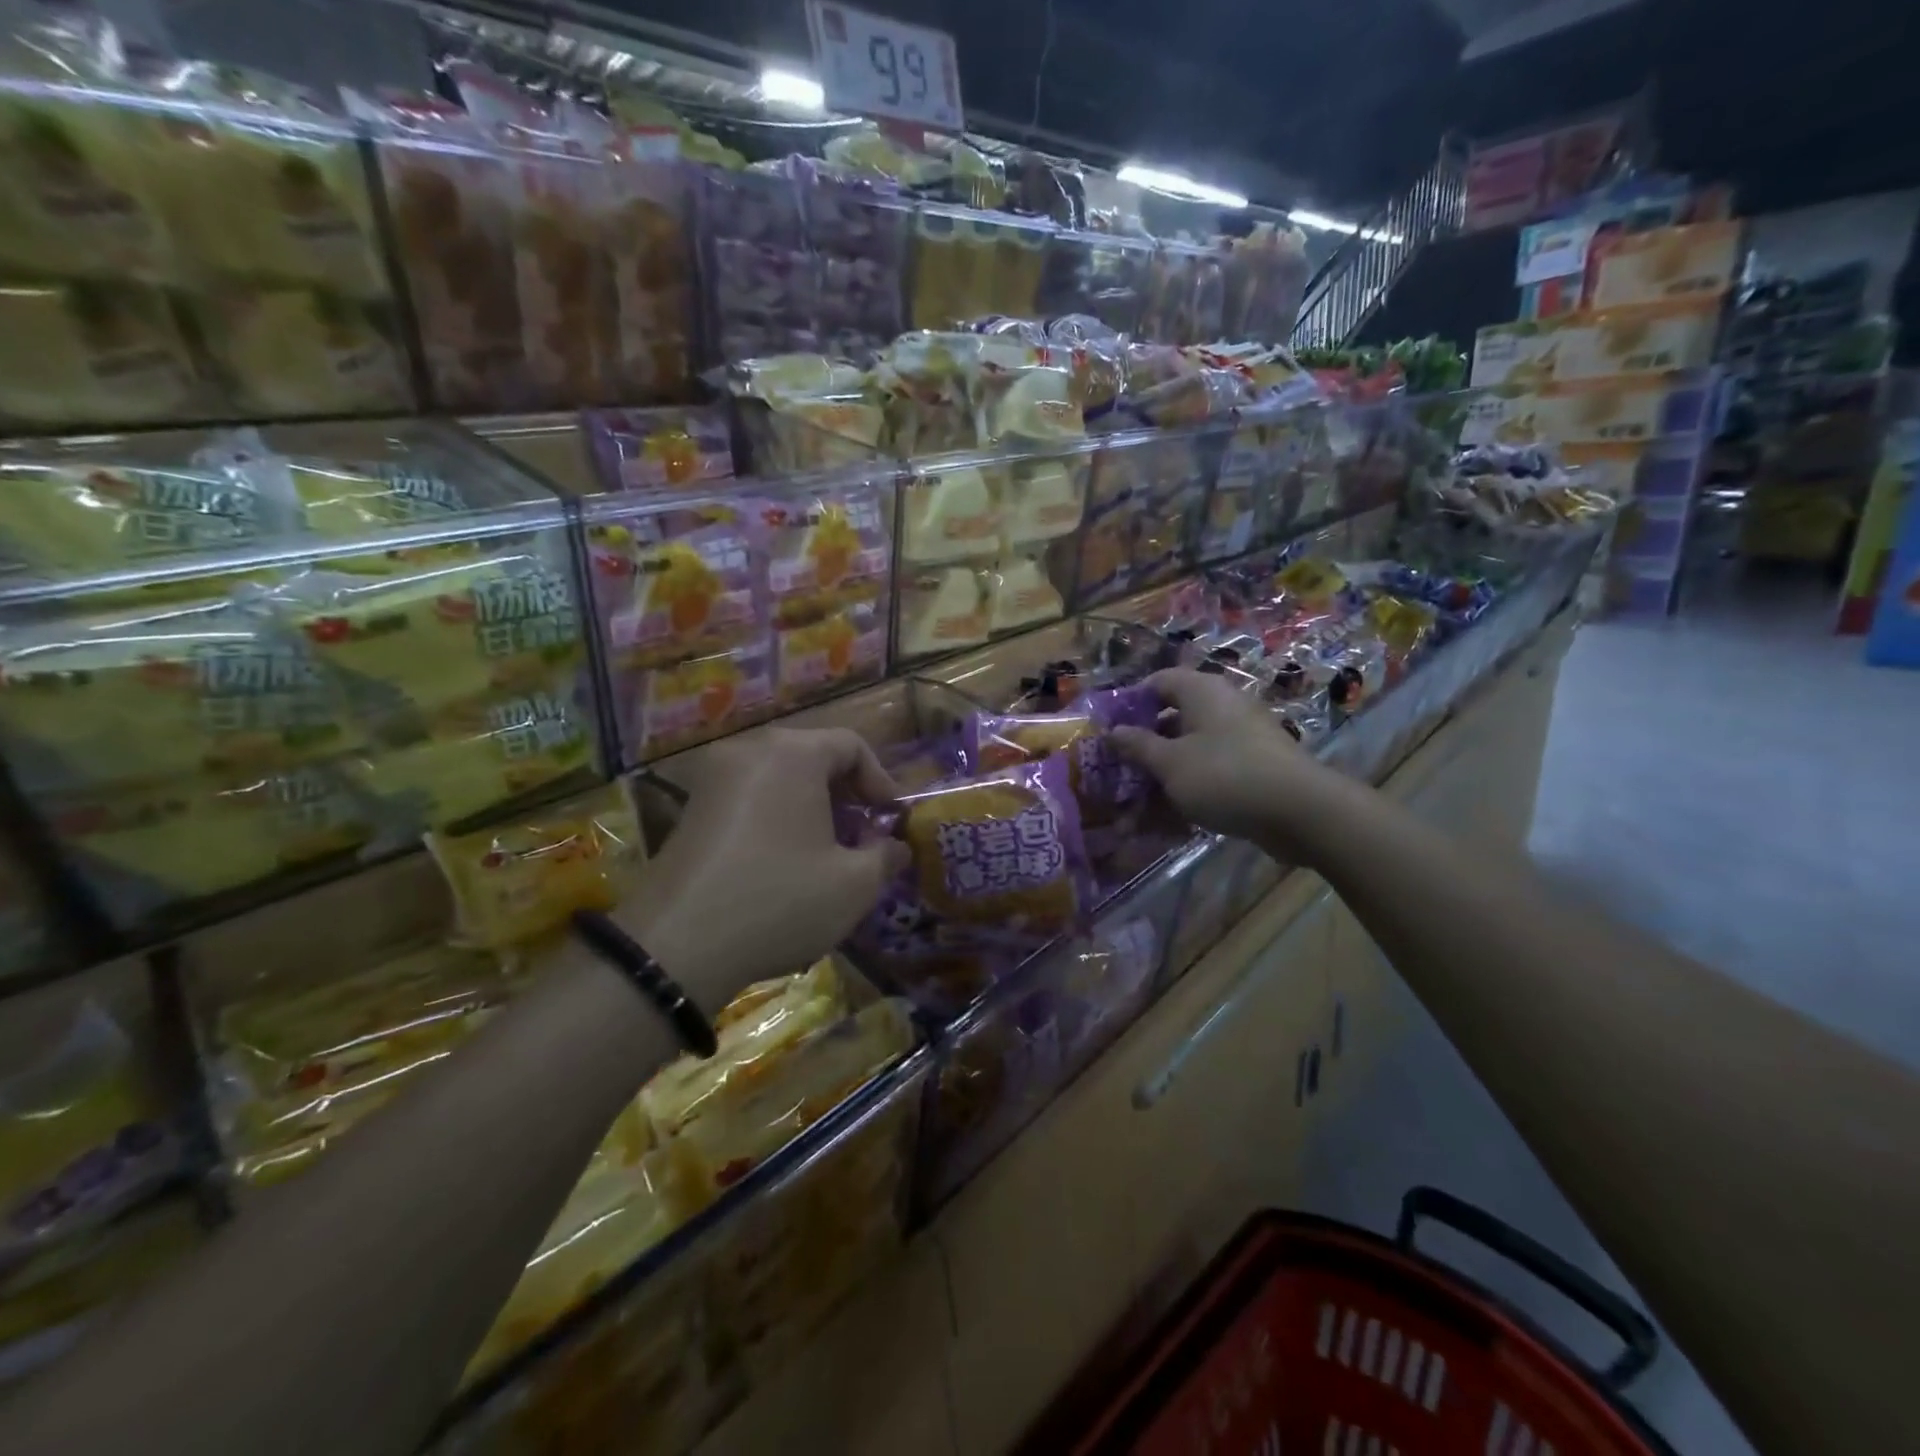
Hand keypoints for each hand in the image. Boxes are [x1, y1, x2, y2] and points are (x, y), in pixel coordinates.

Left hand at [620, 728, 908, 1010]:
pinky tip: (783, 863)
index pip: (851, 745)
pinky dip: (777, 817)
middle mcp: (749, 751)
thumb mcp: (854, 885)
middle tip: (862, 837)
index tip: (890, 821)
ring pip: (780, 778)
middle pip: (813, 757)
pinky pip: (749, 798)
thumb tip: (896, 847)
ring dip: (812, 807)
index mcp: (792, 754)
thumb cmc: (780, 901)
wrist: (676, 947)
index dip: (881, 780)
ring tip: (826, 854)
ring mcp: (712, 779)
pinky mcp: (690, 810)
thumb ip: (886, 856)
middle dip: (846, 795)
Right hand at [1111, 668, 1343, 857]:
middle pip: (1172, 716)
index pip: (1156, 682)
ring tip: (1139, 803)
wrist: (1299, 811)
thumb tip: (1111, 731)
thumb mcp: (1170, 763)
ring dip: (1164, 772)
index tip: (1107, 731)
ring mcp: (1241, 735)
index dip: (1129, 703)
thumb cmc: (1224, 776)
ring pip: (1190, 748)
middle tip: (1119, 770)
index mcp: (1201, 691)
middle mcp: (1222, 705)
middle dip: (1144, 745)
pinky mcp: (1254, 764)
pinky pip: (1211, 768)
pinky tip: (1173, 814)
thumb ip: (1137, 746)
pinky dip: (1190, 785)